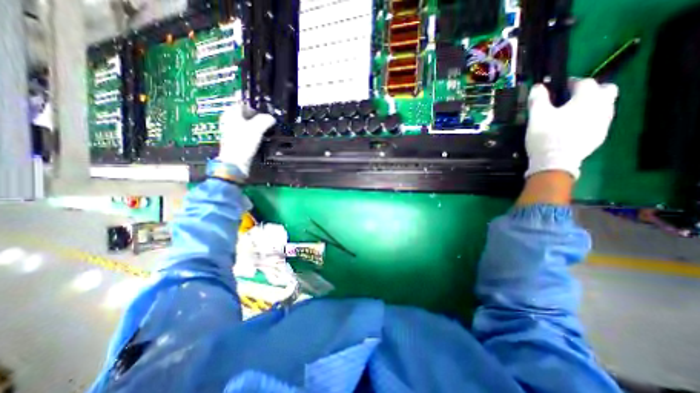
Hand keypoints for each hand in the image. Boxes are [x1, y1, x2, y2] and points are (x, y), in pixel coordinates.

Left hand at [218, 106, 276, 175]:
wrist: (235, 163)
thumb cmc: (243, 143)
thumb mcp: (257, 129)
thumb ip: (265, 120)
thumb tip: (272, 118)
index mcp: (230, 114)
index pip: (243, 104)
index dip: (255, 107)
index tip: (265, 113)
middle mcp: (228, 120)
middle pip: (245, 114)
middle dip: (256, 118)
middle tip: (267, 122)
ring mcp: (231, 131)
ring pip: (246, 124)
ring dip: (256, 126)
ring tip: (265, 131)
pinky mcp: (235, 141)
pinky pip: (246, 133)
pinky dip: (253, 134)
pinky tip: (259, 139)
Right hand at [525, 78, 617, 178]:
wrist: (555, 162)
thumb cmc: (546, 136)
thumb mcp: (536, 116)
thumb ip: (538, 99)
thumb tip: (538, 86)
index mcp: (587, 99)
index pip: (584, 82)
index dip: (571, 82)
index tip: (559, 87)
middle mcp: (602, 107)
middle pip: (606, 90)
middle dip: (591, 90)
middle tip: (572, 99)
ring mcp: (604, 123)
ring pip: (604, 107)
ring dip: (591, 106)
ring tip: (571, 115)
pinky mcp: (599, 136)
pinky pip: (598, 122)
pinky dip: (589, 120)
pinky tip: (573, 128)